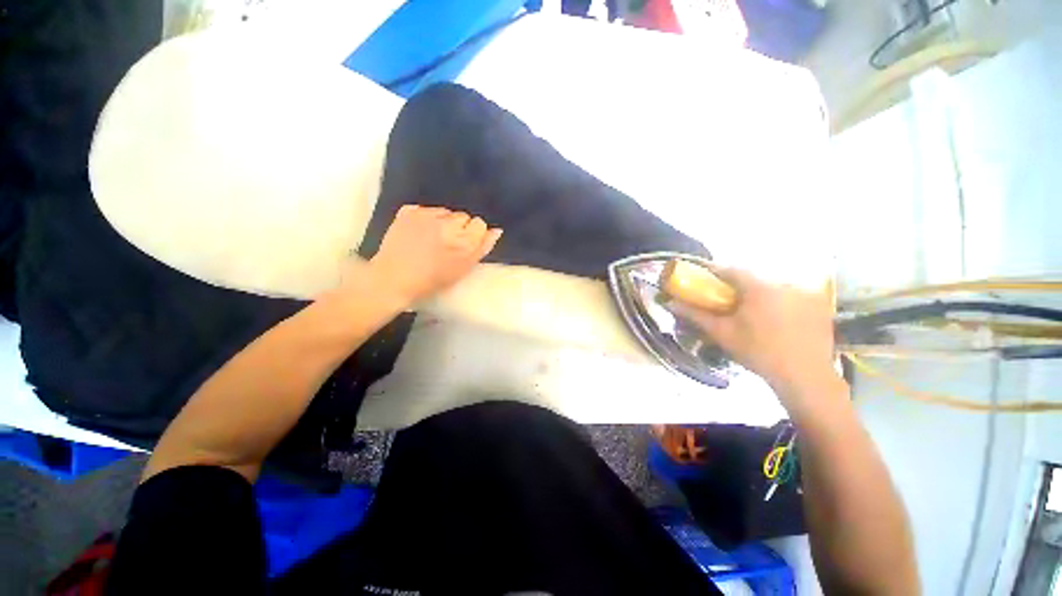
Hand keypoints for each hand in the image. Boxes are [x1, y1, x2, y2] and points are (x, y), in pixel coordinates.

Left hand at [365, 205, 501, 304]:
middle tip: (447, 244)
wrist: (393, 279)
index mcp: (464, 242)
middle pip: (463, 216)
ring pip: (445, 211)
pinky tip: (419, 232)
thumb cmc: (432, 280)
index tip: (464, 244)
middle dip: (459, 227)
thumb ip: (482, 248)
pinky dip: (425, 218)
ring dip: (443, 221)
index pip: (479, 224)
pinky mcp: (408, 211)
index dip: (473, 234)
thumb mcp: (463, 269)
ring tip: (431, 239)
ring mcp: (426, 216)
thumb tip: (496, 231)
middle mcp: (448, 225)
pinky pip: (426, 209)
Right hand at [668, 266, 838, 400]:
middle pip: (753, 277)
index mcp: (758, 288)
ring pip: (772, 286)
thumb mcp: (722, 333)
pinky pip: (791, 295)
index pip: (730, 270)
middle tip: (726, 299)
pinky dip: (779, 300)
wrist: (804, 376)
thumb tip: (671, 303)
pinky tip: (776, 318)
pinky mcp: (818, 305)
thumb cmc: (758, 352)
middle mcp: (783, 284)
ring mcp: (805, 293)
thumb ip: (696, 315)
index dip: (714, 272)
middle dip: (737, 285)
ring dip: (758, 293)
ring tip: (751, 310)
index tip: (702, 276)